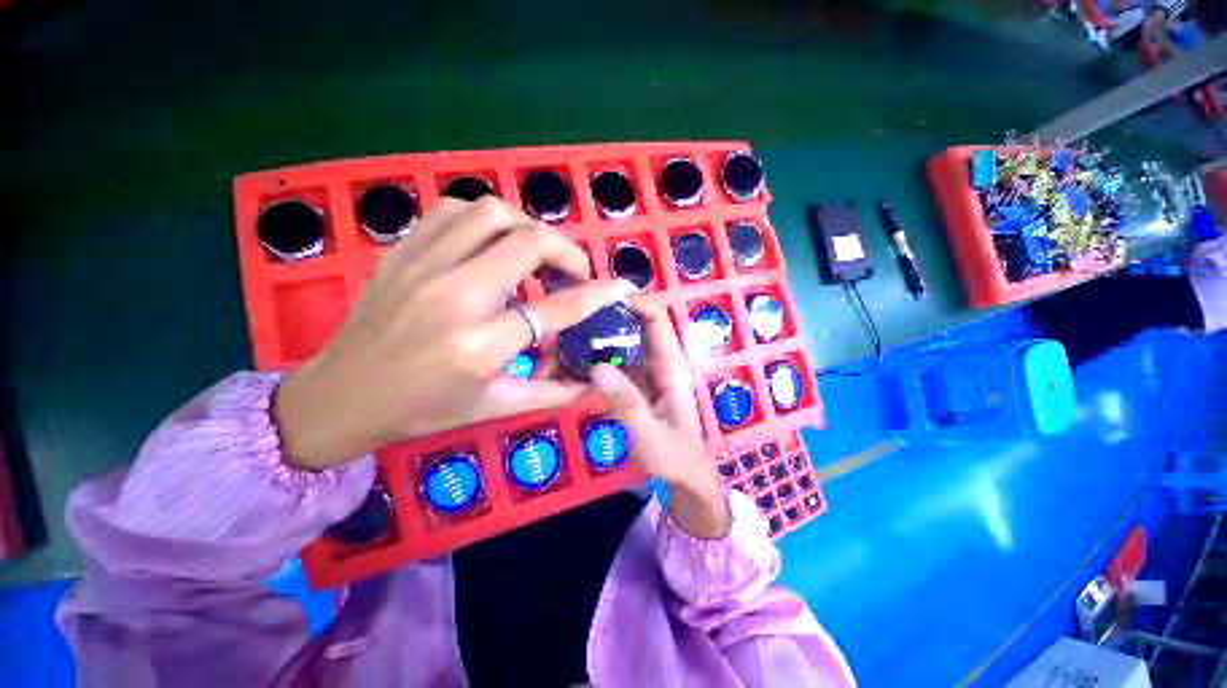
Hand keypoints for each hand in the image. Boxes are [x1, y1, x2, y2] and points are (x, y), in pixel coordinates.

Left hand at [274, 198, 635, 470]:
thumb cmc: (422, 410)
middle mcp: (455, 296)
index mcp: (481, 345)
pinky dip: (486, 221)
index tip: (622, 286)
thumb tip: (592, 381)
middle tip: (573, 272)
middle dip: (567, 252)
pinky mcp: (403, 251)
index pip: (558, 308)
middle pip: (530, 242)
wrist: (341, 396)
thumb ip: (552, 392)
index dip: (599, 294)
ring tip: (534, 255)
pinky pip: (455, 212)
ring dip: (527, 229)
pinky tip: (492, 245)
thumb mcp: (495, 408)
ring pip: (492, 214)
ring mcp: (423, 265)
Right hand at [591, 299, 730, 537]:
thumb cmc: (674, 456)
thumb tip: (597, 368)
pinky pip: (614, 361)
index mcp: (670, 364)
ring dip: (595, 338)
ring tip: (563, 340)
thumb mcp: (650, 435)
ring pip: (620, 341)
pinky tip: (570, 363)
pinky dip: (594, 358)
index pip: (656, 317)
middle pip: (633, 324)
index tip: (597, 299)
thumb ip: (626, 403)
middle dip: (604, 317)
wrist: (683, 475)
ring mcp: (646, 369)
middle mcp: (659, 359)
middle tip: (569, 320)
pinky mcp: (635, 381)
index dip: (632, 301)